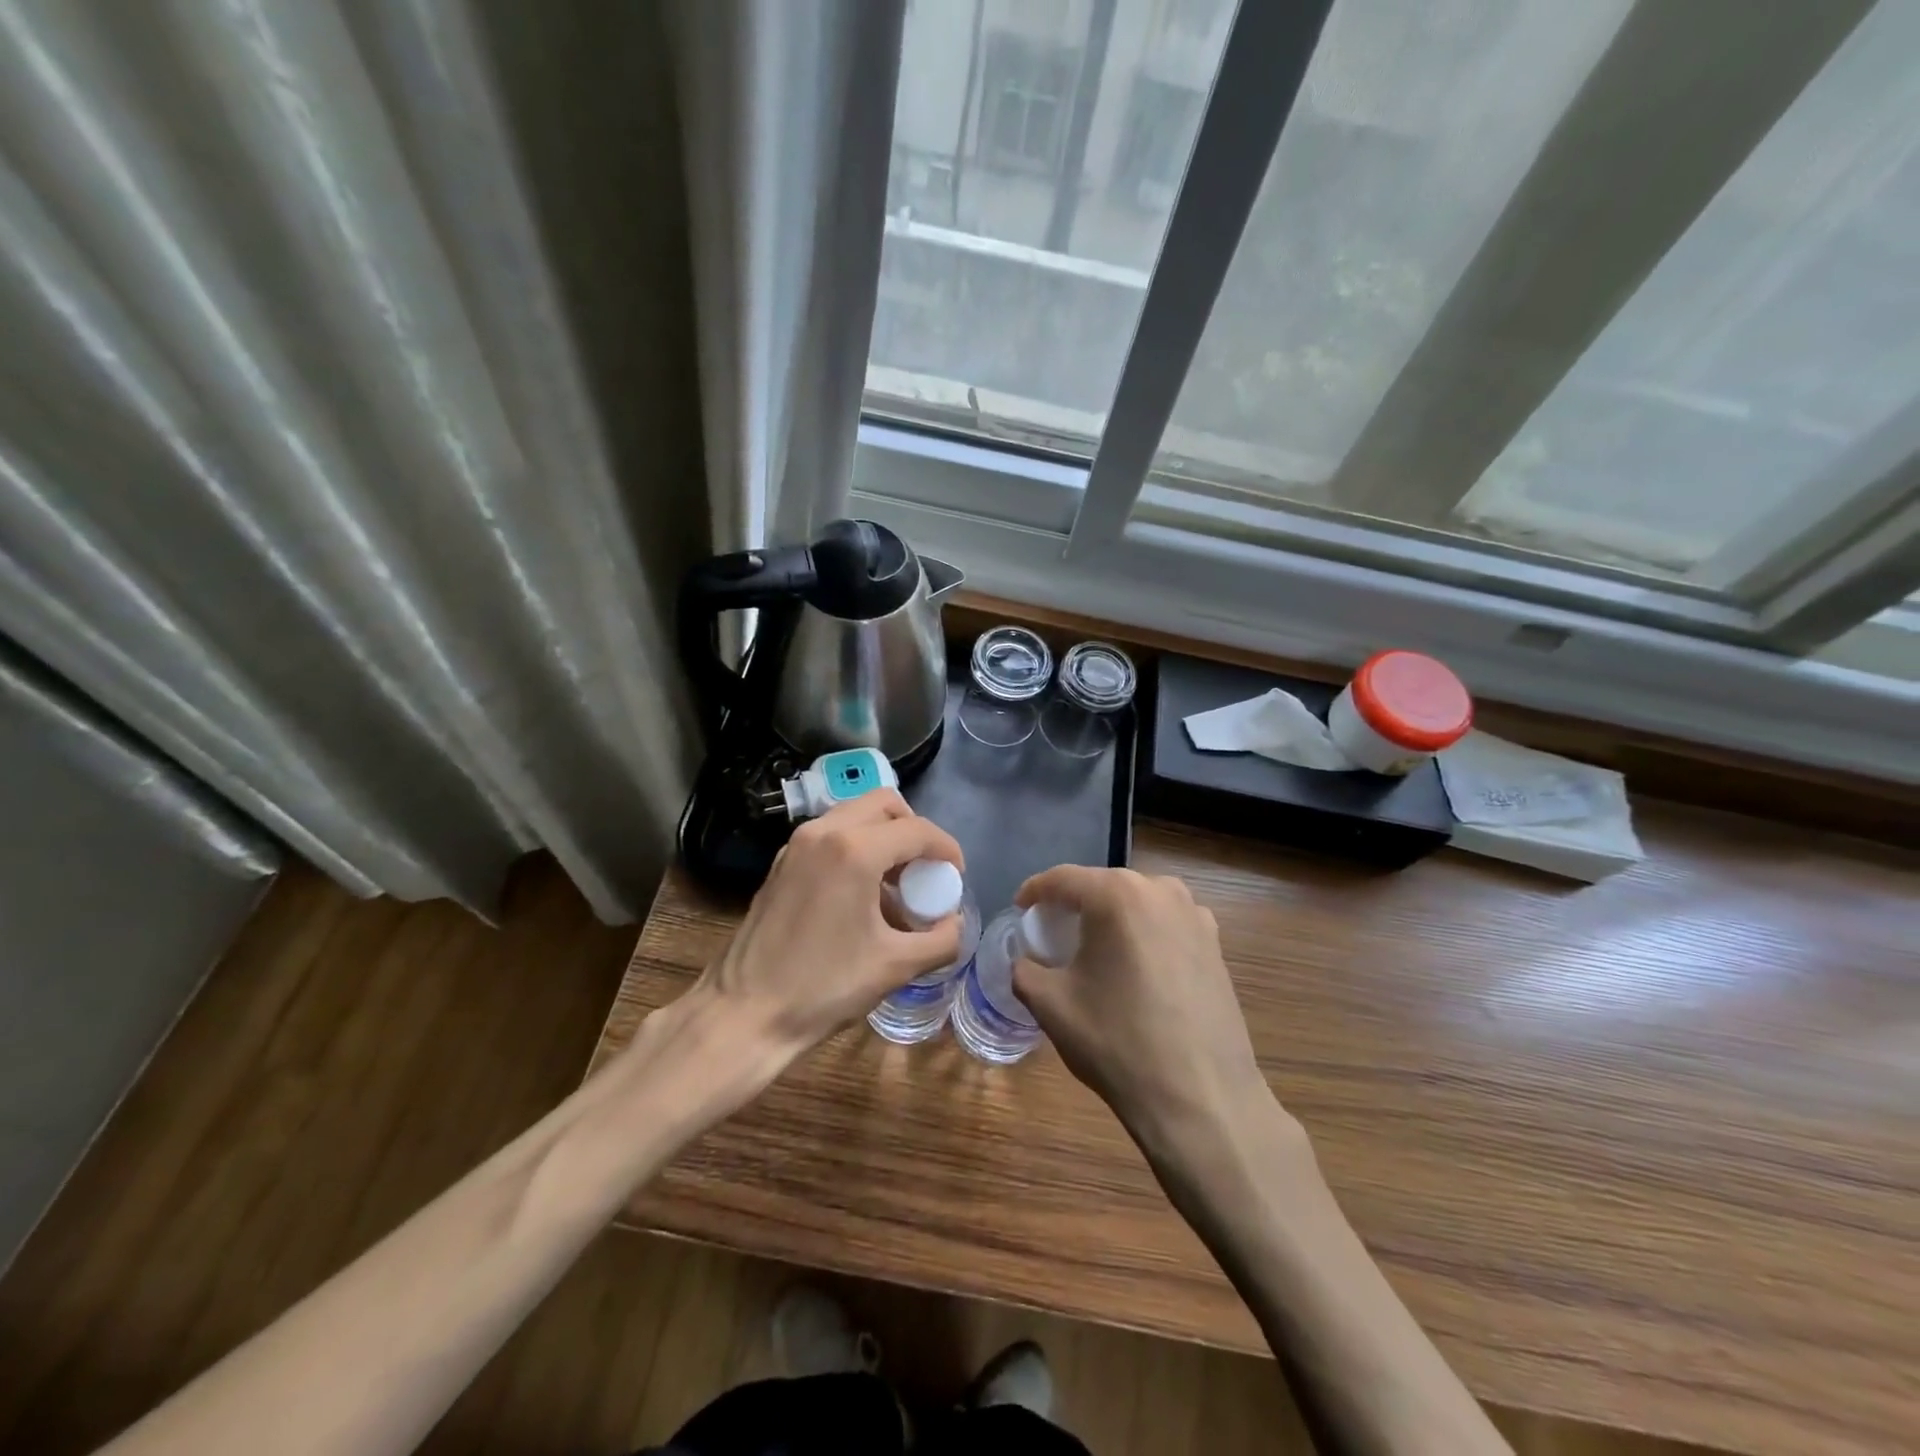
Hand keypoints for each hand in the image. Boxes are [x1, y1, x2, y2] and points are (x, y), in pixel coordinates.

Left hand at [698, 790, 963, 1057]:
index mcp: (854, 850)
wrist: (745, 1013)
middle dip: (914, 830)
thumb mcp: (895, 966)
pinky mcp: (782, 861)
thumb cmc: (824, 987)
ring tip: (896, 883)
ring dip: (883, 836)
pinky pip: (831, 834)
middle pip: (884, 804)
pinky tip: (862, 893)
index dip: (946, 849)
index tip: (956, 876)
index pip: (917, 830)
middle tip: (925, 870)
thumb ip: (941, 940)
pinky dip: (856, 847)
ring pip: (854, 814)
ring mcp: (797, 844)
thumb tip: (955, 924)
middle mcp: (824, 831)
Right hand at [1011, 866, 1274, 1155]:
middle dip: (1073, 904)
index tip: (1019, 910)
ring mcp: (1195, 915)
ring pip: (1136, 902)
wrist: (1202, 1099)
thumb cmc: (1119, 1043)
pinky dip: (1141, 934)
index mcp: (1118, 895)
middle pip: (1102, 886)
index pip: (1062, 878)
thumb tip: (1025, 961)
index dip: (1034, 892)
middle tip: (1051, 933)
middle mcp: (1160, 890)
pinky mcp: (1215, 944)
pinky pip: (1164, 924)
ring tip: (1093, 950)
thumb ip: (1024, 970)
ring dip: (1110, 918)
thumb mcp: (1051, 1005)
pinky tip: (1134, 969)